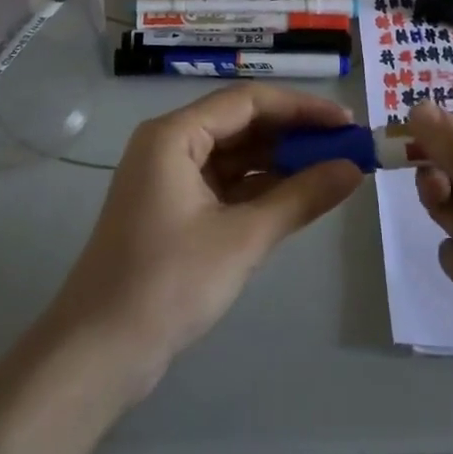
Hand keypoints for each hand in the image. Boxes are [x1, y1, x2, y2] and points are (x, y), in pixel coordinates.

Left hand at [46, 85, 365, 398]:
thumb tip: (354, 168)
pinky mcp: (173, 209)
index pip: (248, 101)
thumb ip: (301, 197)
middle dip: (293, 134)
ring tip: (331, 170)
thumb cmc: (168, 283)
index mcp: (174, 134)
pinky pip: (224, 183)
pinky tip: (297, 196)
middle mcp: (168, 144)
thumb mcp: (243, 237)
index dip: (302, 108)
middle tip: (346, 147)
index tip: (347, 122)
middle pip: (241, 123)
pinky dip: (259, 188)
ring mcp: (168, 178)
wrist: (98, 352)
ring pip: (234, 155)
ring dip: (279, 161)